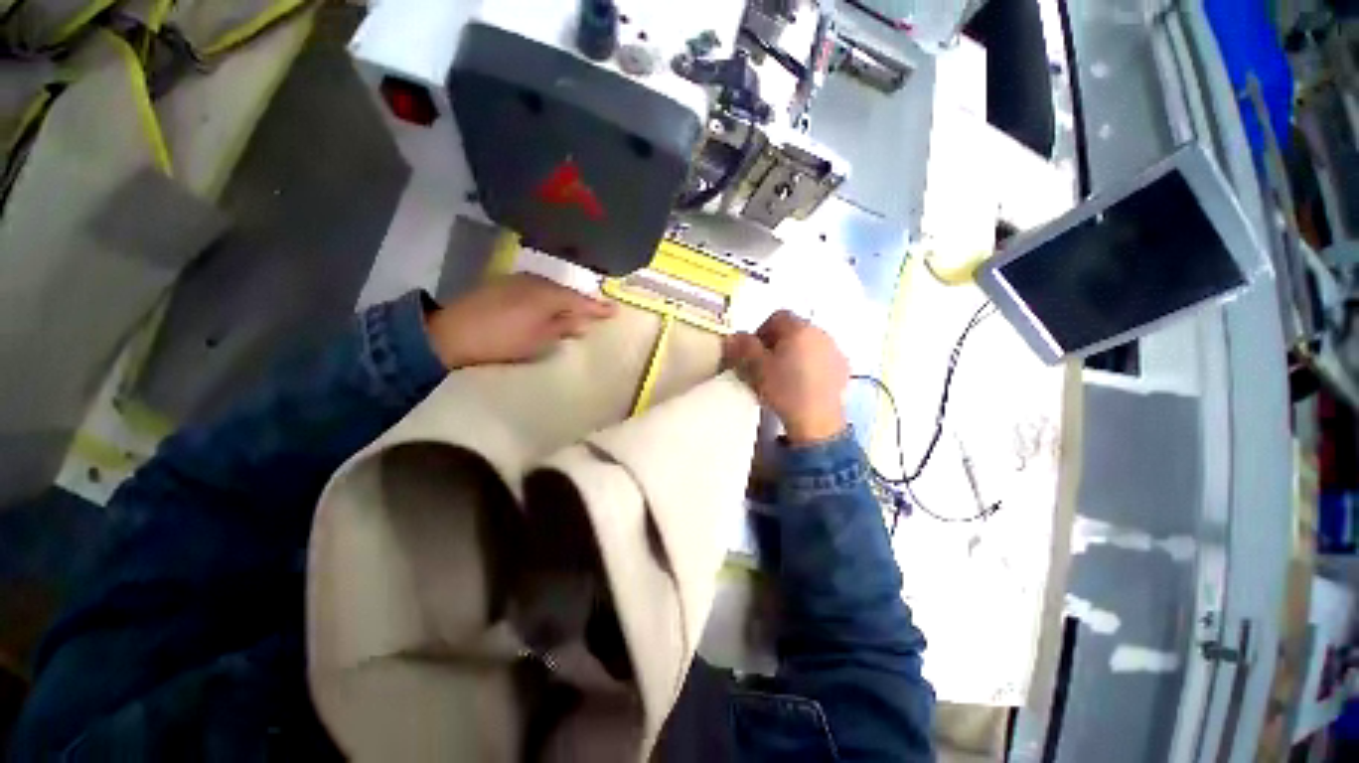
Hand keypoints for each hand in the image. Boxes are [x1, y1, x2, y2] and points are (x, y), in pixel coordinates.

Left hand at [427, 274, 616, 368]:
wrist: (452, 332)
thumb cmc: (503, 340)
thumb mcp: (539, 339)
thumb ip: (563, 327)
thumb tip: (583, 322)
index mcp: (547, 295)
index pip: (580, 301)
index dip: (598, 308)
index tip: (615, 311)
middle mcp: (535, 281)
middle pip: (566, 292)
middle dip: (581, 303)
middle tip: (596, 313)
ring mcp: (517, 280)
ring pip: (550, 289)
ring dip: (563, 301)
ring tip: (573, 312)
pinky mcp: (503, 284)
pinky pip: (535, 289)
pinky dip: (546, 299)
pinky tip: (546, 307)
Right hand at [723, 311, 848, 443]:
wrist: (816, 420)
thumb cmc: (784, 389)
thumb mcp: (755, 367)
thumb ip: (743, 347)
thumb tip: (733, 337)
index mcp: (799, 328)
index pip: (777, 317)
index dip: (761, 331)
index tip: (753, 352)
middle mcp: (820, 333)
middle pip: (794, 329)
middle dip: (777, 343)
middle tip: (765, 365)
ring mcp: (835, 351)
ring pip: (809, 344)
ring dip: (795, 354)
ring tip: (784, 377)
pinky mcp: (843, 369)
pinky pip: (822, 359)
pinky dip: (810, 366)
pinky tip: (802, 385)